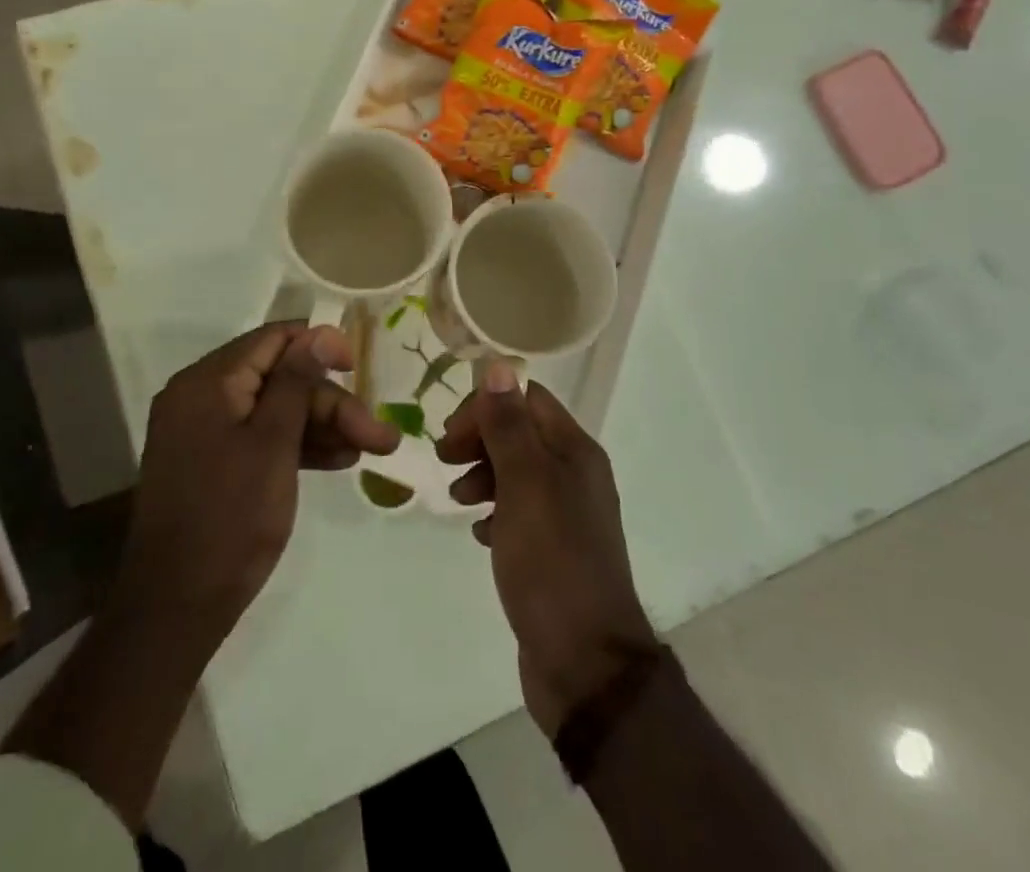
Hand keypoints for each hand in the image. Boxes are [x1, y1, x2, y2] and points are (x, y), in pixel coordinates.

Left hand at [113, 321, 400, 648]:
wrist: (177, 607)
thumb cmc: (231, 517)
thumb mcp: (273, 443)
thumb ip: (297, 382)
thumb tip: (321, 332)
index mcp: (207, 381)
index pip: (273, 339)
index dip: (320, 346)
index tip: (359, 369)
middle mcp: (200, 396)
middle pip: (278, 378)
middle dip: (330, 403)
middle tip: (378, 435)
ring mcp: (202, 431)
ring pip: (273, 410)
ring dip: (320, 426)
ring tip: (366, 450)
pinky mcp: (209, 462)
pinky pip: (258, 436)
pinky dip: (295, 445)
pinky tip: (336, 461)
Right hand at [437, 361, 658, 735]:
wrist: (585, 664)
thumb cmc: (552, 562)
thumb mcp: (524, 485)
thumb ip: (509, 426)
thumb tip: (498, 365)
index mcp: (575, 451)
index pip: (527, 399)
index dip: (486, 406)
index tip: (450, 434)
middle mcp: (576, 474)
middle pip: (521, 432)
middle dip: (480, 438)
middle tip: (444, 460)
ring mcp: (567, 514)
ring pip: (517, 471)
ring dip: (483, 474)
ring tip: (458, 500)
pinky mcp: (555, 549)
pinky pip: (519, 511)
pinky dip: (495, 510)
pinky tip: (480, 533)